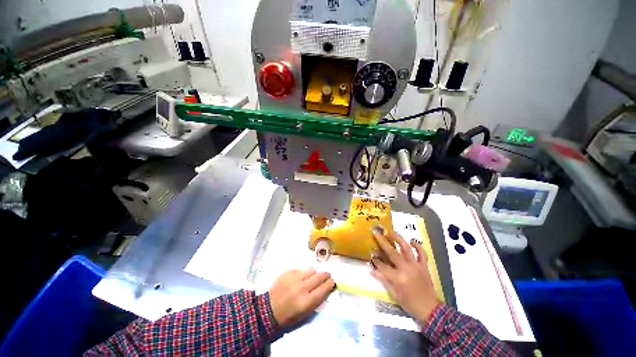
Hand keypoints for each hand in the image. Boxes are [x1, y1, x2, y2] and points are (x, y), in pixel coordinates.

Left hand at [268, 268, 334, 326]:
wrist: (269, 310)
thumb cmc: (289, 316)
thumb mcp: (306, 313)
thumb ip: (317, 300)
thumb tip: (326, 288)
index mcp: (306, 301)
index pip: (324, 288)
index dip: (330, 284)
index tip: (332, 282)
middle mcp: (301, 287)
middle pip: (319, 276)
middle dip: (325, 275)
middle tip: (326, 276)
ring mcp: (294, 278)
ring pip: (311, 270)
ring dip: (313, 274)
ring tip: (311, 278)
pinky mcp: (288, 272)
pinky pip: (301, 269)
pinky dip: (302, 274)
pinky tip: (299, 279)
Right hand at [370, 226, 441, 322]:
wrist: (430, 309)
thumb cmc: (409, 303)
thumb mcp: (393, 294)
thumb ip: (383, 279)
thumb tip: (371, 269)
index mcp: (397, 277)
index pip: (382, 265)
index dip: (375, 259)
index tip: (370, 253)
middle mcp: (405, 268)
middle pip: (391, 252)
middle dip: (382, 241)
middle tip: (375, 231)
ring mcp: (416, 265)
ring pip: (406, 248)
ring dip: (398, 238)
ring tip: (391, 231)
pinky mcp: (424, 265)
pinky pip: (422, 253)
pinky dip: (418, 246)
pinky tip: (412, 241)